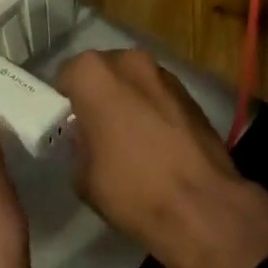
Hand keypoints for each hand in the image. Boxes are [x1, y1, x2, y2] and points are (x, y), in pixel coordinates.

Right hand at [56, 49, 267, 267]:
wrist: (202, 206)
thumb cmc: (131, 189)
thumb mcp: (82, 176)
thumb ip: (78, 143)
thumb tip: (87, 137)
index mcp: (94, 74)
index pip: (67, 75)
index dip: (65, 101)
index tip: (67, 125)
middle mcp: (128, 60)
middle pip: (103, 72)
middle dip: (98, 94)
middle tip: (96, 130)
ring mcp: (163, 73)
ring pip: (134, 81)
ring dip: (128, 99)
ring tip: (130, 138)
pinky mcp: (190, 92)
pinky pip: (158, 95)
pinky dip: (153, 109)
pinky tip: (156, 143)